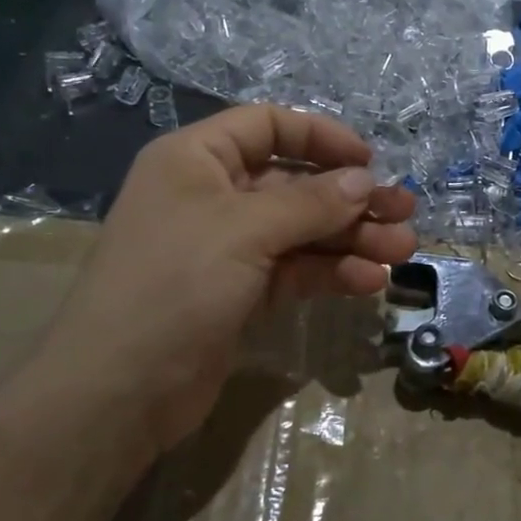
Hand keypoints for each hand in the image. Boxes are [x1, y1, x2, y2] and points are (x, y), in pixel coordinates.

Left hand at [29, 106, 415, 458]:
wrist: (116, 393)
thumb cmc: (174, 284)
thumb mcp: (244, 230)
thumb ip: (311, 202)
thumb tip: (365, 180)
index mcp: (196, 160)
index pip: (268, 127)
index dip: (321, 137)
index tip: (369, 161)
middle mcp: (212, 195)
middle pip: (294, 183)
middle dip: (350, 198)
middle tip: (404, 212)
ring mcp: (227, 248)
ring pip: (302, 230)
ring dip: (351, 238)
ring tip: (401, 251)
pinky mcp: (240, 292)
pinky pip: (295, 270)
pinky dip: (331, 272)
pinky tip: (368, 282)